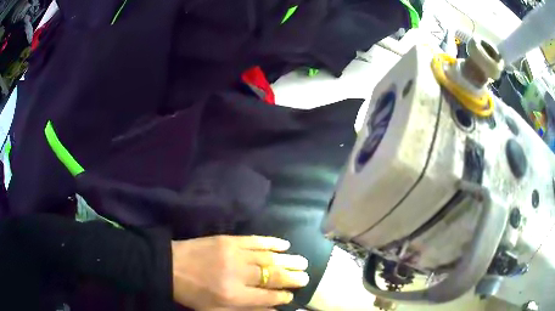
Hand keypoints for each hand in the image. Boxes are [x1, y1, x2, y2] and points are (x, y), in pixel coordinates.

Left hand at [171, 235, 308, 309]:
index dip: (282, 297)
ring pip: (268, 258)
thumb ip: (247, 310)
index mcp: (234, 296)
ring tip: (302, 262)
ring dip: (288, 260)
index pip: (267, 297)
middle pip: (272, 276)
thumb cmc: (193, 294)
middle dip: (292, 278)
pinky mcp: (228, 239)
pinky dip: (272, 242)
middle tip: (306, 277)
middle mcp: (238, 275)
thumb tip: (273, 310)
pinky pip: (255, 240)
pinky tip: (284, 244)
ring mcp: (234, 254)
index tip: (291, 296)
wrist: (170, 266)